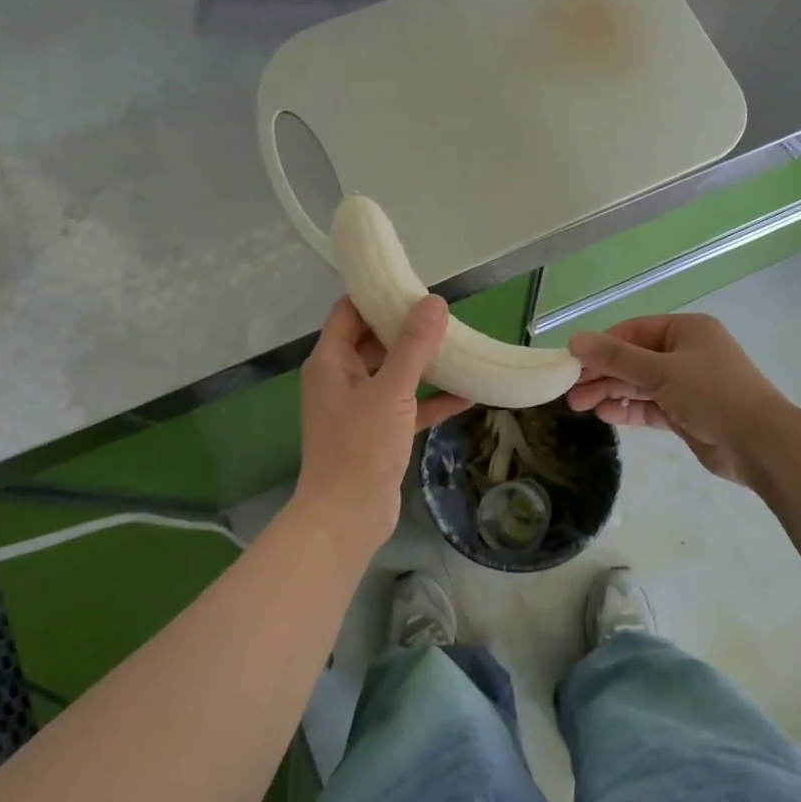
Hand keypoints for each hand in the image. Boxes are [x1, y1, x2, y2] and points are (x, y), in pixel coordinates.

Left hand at [296, 296, 469, 548]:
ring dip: (424, 363)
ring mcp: (361, 407)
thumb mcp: (391, 390)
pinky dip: (433, 398)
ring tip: (461, 347)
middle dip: (408, 327)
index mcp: (331, 362)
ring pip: (395, 373)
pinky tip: (468, 394)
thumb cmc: (361, 447)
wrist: (347, 518)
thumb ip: (414, 346)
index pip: (350, 312)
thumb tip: (434, 302)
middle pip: (374, 340)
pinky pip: (409, 405)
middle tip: (446, 314)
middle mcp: (342, 379)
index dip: (378, 295)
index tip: (413, 283)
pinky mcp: (380, 432)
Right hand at [566, 313, 789, 483]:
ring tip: (579, 406)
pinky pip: (650, 407)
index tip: (572, 361)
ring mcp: (687, 385)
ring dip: (611, 392)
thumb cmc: (713, 393)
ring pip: (640, 384)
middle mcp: (686, 353)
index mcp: (686, 330)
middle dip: (602, 373)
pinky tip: (605, 415)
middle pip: (634, 358)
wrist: (760, 443)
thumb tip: (574, 340)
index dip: (602, 345)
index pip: (634, 331)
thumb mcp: (661, 371)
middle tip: (570, 390)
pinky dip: (628, 409)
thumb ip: (616, 358)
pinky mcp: (686, 414)